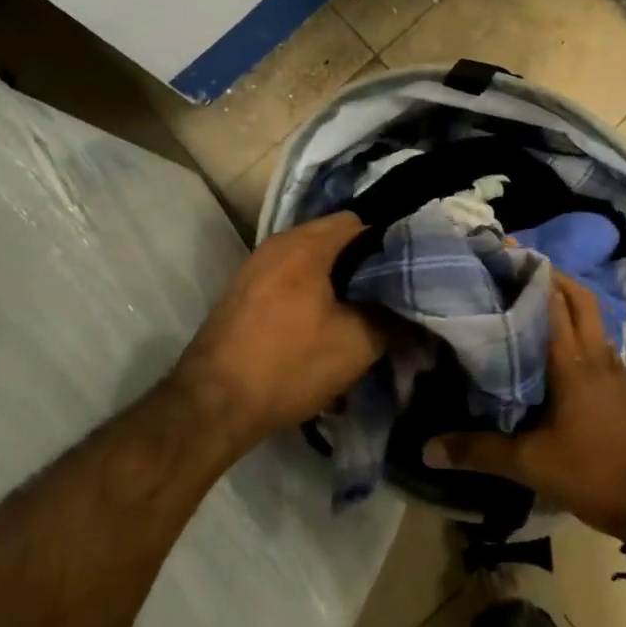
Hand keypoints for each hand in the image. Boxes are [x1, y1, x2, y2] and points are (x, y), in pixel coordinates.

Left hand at [174, 213, 385, 447]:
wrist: (213, 405)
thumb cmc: (289, 364)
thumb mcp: (357, 344)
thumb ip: (392, 319)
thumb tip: (412, 311)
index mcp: (305, 245)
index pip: (359, 221)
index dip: (387, 244)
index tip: (406, 272)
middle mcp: (277, 245)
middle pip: (333, 241)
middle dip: (362, 267)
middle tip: (387, 296)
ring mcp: (254, 268)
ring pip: (310, 263)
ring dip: (335, 284)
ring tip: (358, 315)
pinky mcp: (242, 294)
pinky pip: (288, 281)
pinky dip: (310, 296)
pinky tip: (321, 329)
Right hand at [423, 271, 625, 538]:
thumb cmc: (594, 471)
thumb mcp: (532, 464)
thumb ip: (479, 452)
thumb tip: (426, 449)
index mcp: (572, 361)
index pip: (552, 301)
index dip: (530, 273)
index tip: (504, 253)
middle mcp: (596, 354)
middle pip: (579, 298)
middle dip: (552, 277)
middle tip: (517, 270)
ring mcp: (616, 370)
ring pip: (592, 320)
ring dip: (568, 302)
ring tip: (531, 303)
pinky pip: (598, 344)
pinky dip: (579, 332)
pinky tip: (558, 350)